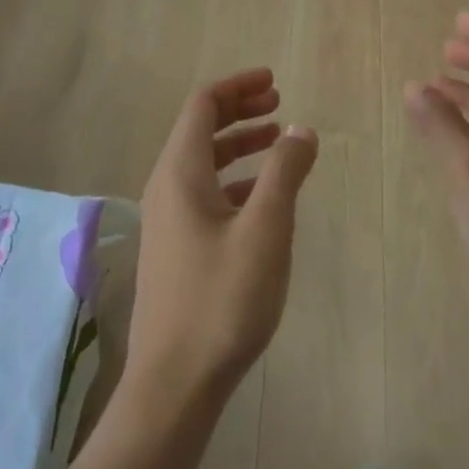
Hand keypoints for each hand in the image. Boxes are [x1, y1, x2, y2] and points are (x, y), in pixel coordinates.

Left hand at [126, 69, 318, 414]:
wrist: (174, 385)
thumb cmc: (221, 300)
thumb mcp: (266, 230)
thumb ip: (284, 172)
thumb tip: (300, 129)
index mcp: (180, 172)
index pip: (203, 105)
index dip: (238, 86)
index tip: (274, 82)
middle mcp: (167, 187)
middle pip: (200, 128)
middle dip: (240, 110)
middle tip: (280, 104)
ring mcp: (168, 219)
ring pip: (204, 162)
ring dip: (240, 144)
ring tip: (278, 141)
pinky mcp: (176, 248)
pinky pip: (206, 192)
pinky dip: (236, 179)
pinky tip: (264, 196)